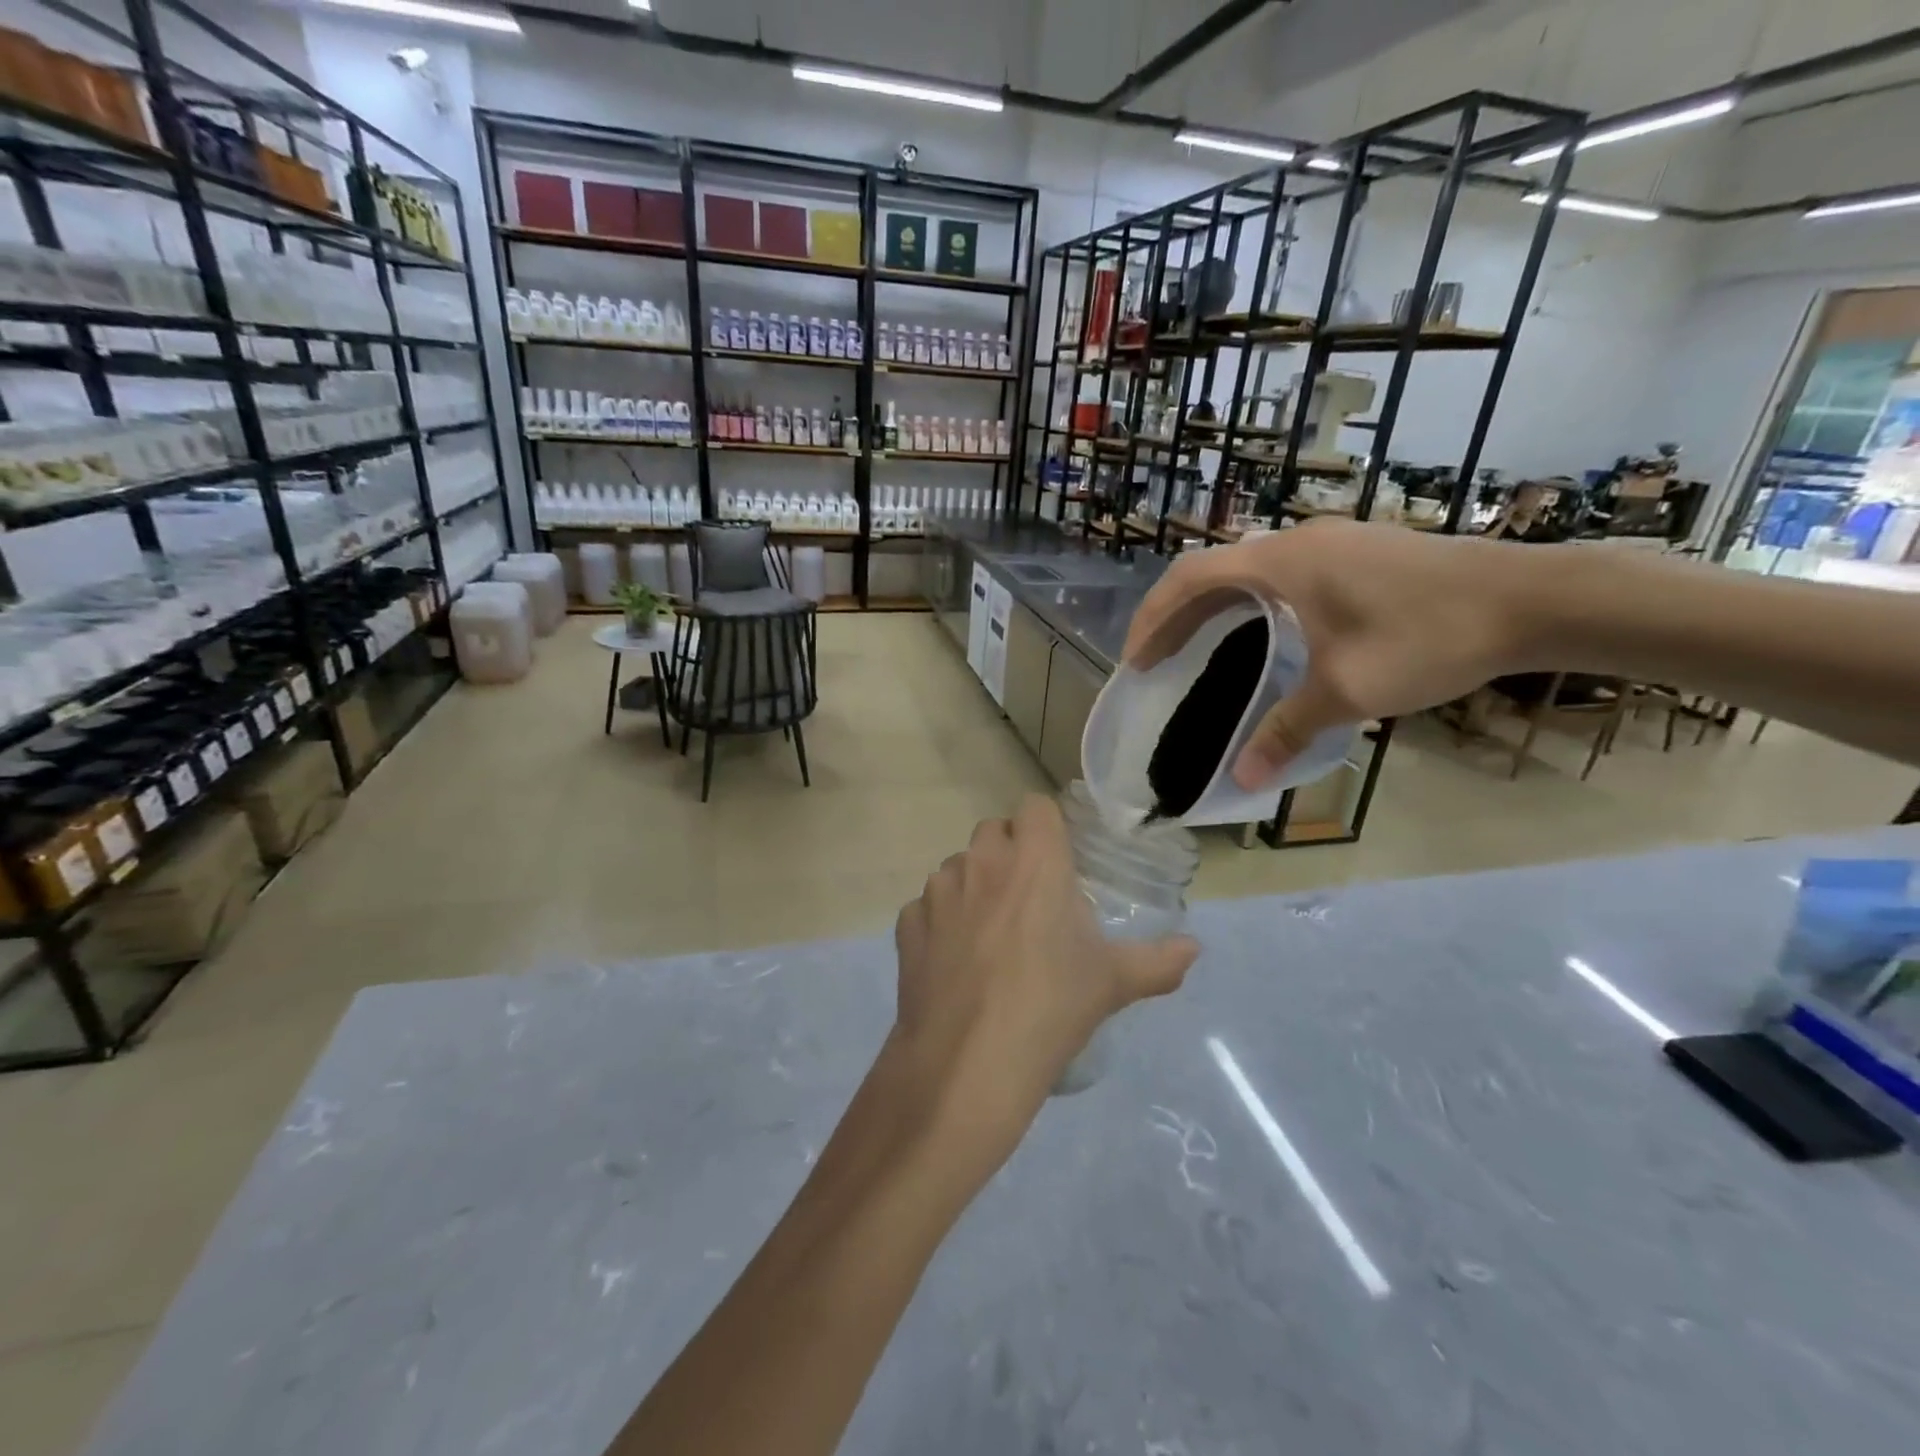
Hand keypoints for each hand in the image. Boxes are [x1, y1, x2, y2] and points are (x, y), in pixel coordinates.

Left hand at [888, 796, 1197, 1177]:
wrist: (967, 1061)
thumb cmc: (1050, 1007)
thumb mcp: (1112, 984)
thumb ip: (1158, 961)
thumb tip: (1194, 948)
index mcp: (1034, 861)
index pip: (1036, 806)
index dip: (1047, 828)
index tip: (1059, 860)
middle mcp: (981, 861)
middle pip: (994, 831)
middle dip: (1010, 853)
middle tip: (1030, 899)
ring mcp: (938, 891)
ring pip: (957, 867)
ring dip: (974, 885)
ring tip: (991, 936)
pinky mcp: (907, 924)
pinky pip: (926, 907)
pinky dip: (940, 923)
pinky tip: (955, 962)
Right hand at [1123, 520, 1534, 788]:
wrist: (1533, 599)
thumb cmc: (1428, 637)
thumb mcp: (1348, 690)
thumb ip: (1286, 730)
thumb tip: (1242, 778)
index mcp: (1281, 563)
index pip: (1189, 578)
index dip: (1153, 619)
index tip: (1136, 661)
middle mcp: (1296, 541)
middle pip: (1212, 571)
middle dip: (1175, 616)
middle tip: (1157, 661)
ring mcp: (1330, 542)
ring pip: (1247, 571)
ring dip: (1213, 608)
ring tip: (1197, 650)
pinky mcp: (1356, 553)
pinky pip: (1279, 574)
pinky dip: (1249, 604)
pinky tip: (1262, 636)